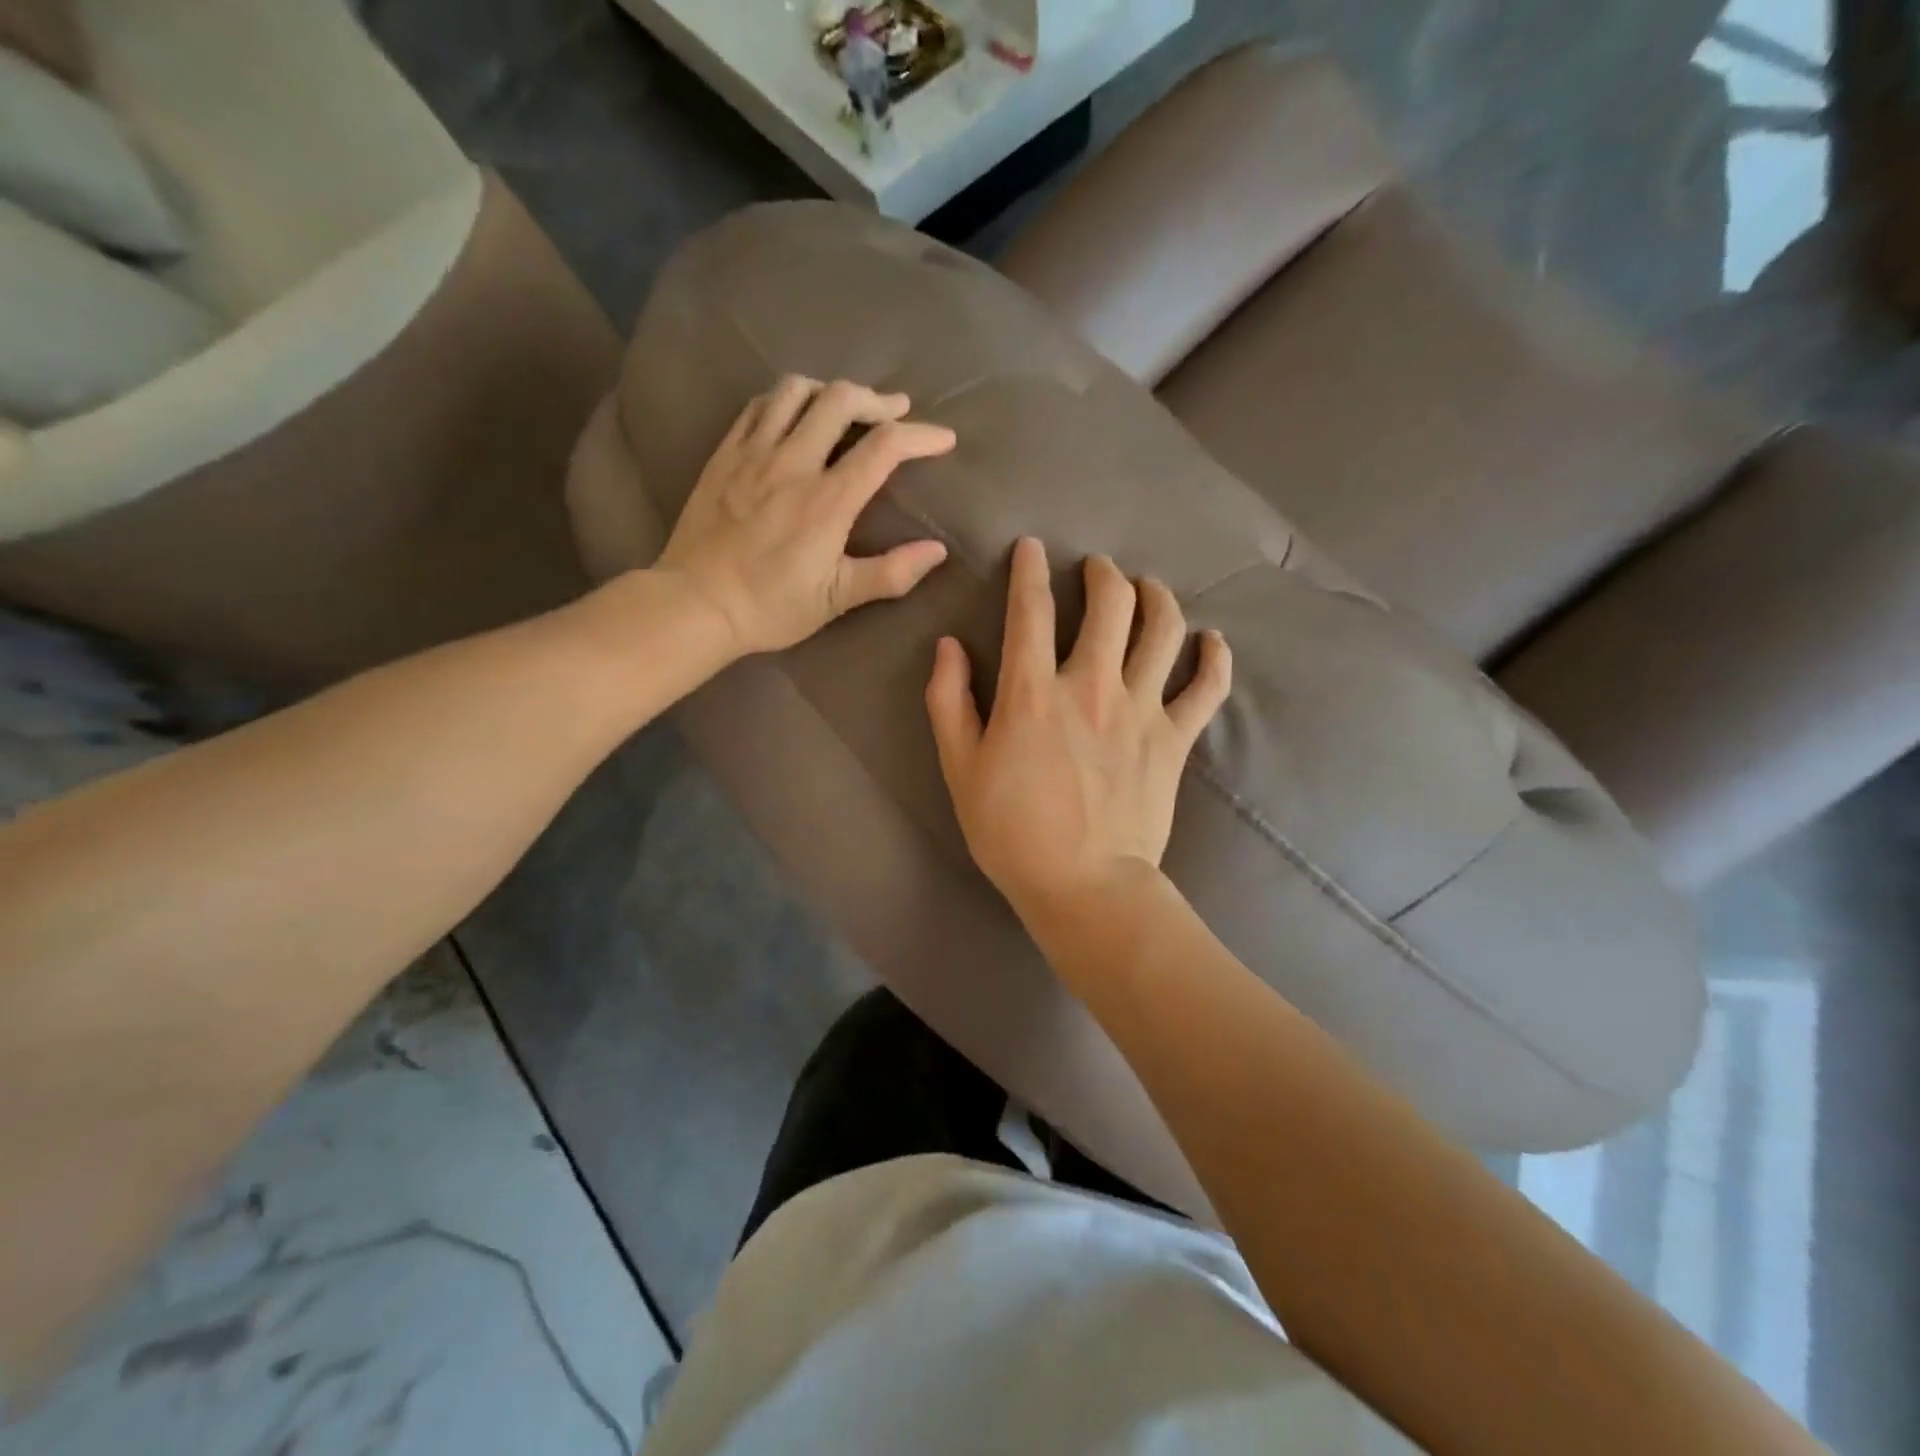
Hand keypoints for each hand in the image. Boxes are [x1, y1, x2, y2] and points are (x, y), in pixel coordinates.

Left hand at [657, 376, 957, 655]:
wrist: (696, 604)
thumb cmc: (771, 607)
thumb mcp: (836, 599)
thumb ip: (890, 573)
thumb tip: (937, 551)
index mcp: (828, 501)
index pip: (885, 447)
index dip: (921, 436)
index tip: (943, 439)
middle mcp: (793, 463)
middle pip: (841, 399)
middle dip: (877, 399)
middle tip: (895, 412)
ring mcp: (754, 453)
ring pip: (795, 391)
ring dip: (829, 390)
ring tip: (844, 407)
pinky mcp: (725, 455)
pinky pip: (758, 406)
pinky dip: (785, 400)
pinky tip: (794, 415)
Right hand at [926, 537, 1231, 928]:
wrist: (1084, 886)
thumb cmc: (1012, 831)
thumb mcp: (960, 769)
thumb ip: (949, 702)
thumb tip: (949, 647)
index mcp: (1033, 692)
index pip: (1031, 609)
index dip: (1029, 569)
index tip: (1032, 548)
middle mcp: (1091, 685)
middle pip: (1109, 604)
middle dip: (1102, 574)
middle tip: (1097, 569)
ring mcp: (1141, 709)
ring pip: (1162, 630)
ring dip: (1156, 597)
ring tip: (1148, 588)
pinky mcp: (1174, 739)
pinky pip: (1207, 687)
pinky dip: (1214, 658)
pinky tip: (1211, 641)